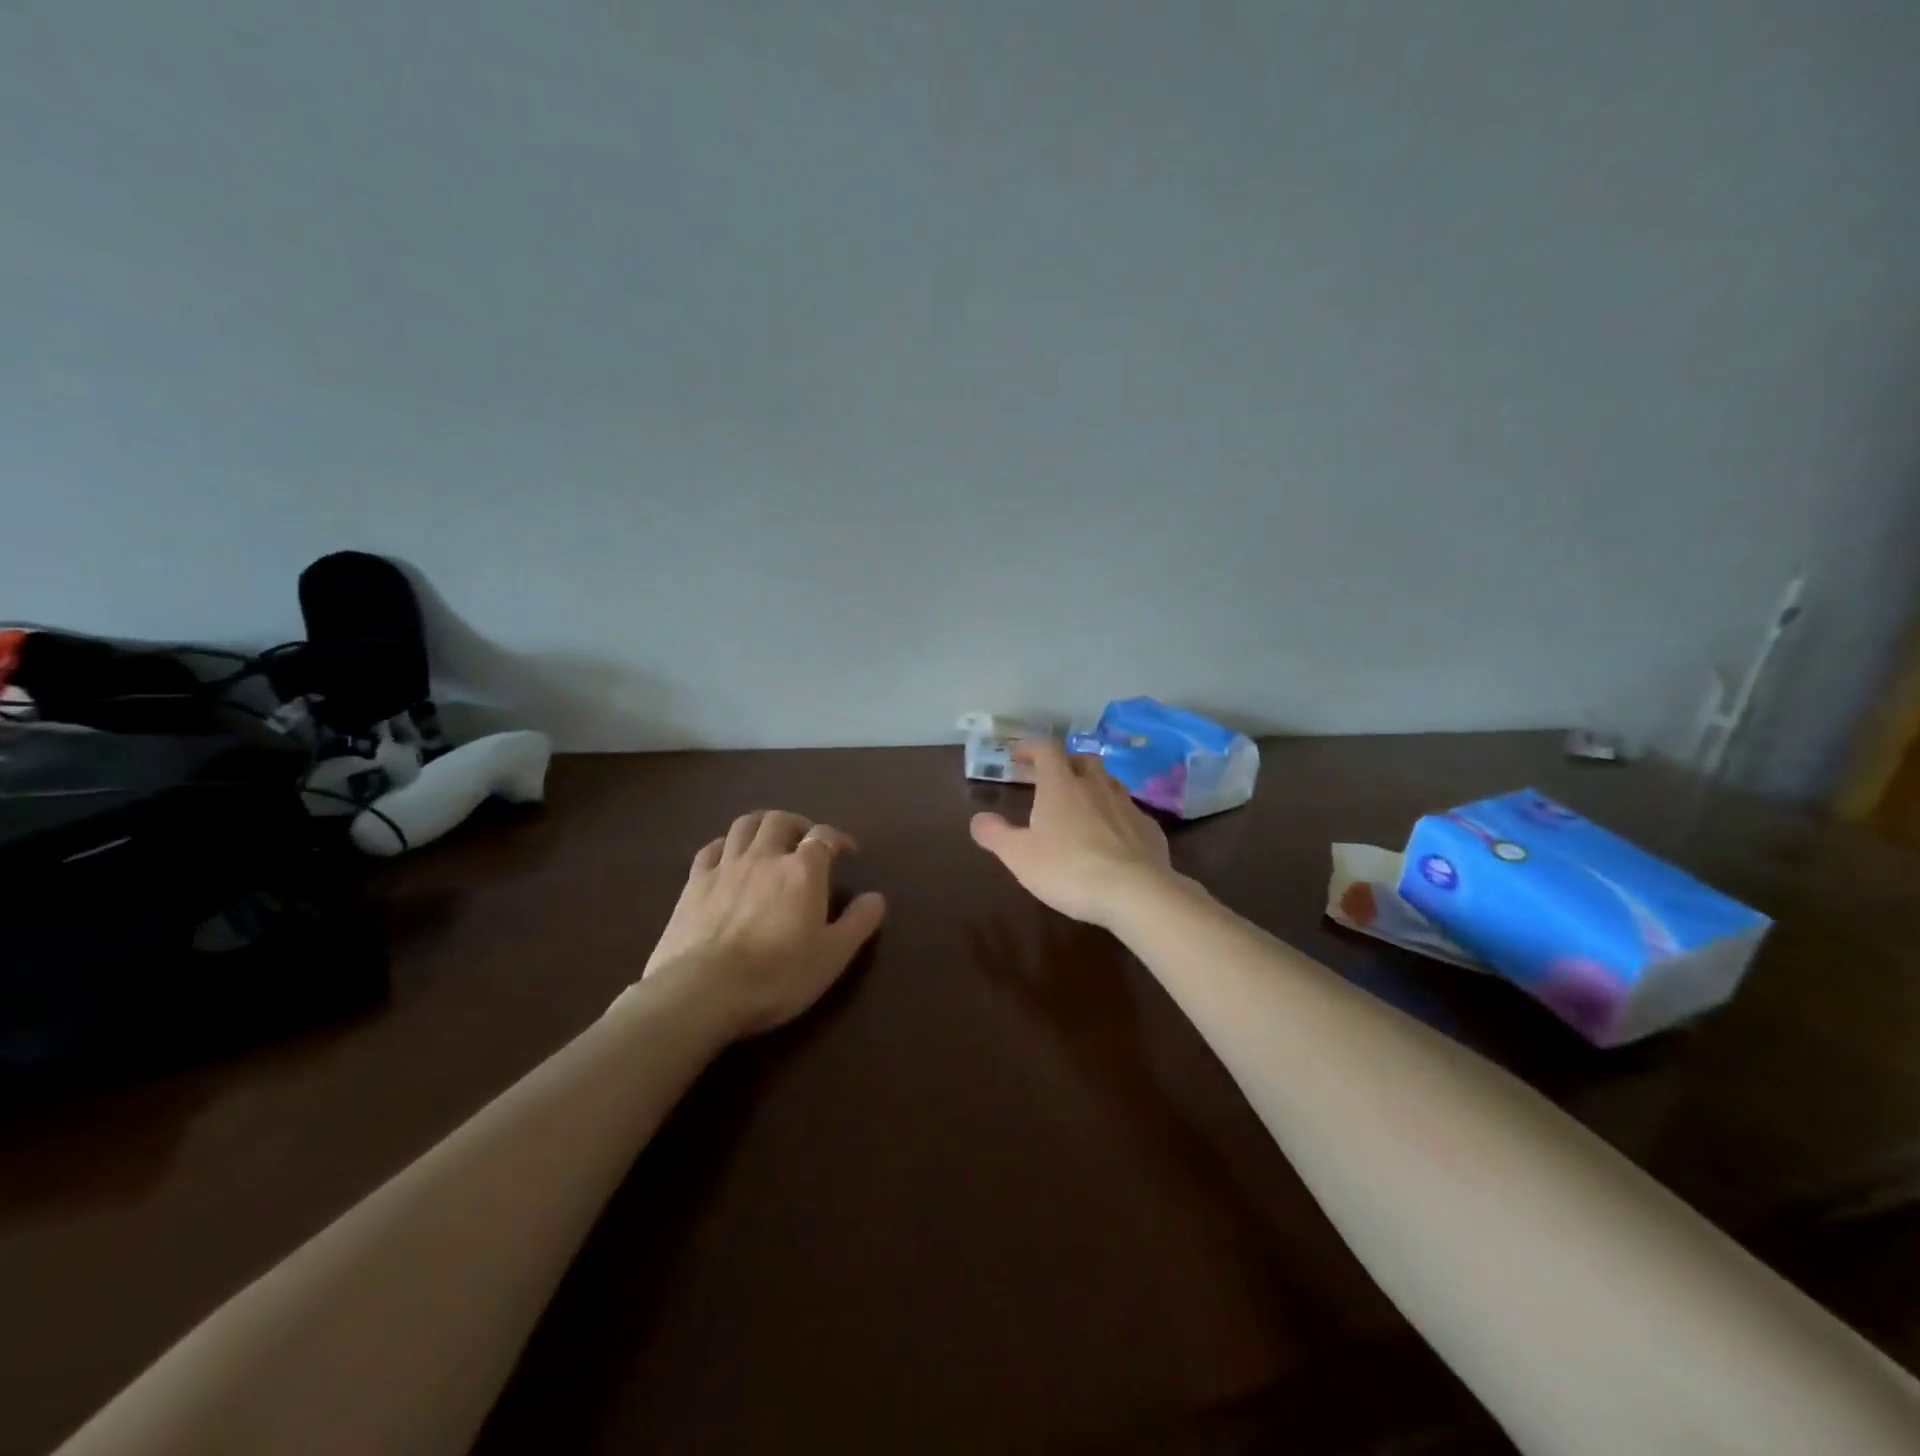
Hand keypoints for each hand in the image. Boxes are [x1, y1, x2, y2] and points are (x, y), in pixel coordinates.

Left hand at [640, 810, 886, 1037]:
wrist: (702, 992)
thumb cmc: (777, 976)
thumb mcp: (832, 956)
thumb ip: (858, 922)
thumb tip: (876, 897)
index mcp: (802, 870)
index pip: (824, 836)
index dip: (838, 838)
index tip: (847, 852)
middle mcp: (764, 856)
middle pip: (781, 820)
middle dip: (798, 824)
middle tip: (806, 843)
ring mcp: (725, 867)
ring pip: (744, 825)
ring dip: (762, 825)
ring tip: (770, 840)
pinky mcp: (693, 884)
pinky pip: (710, 849)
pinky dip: (725, 845)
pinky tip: (728, 857)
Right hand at [969, 738, 1176, 926]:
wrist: (1136, 893)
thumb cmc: (1069, 870)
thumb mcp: (1019, 856)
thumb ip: (995, 834)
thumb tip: (978, 819)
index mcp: (1061, 786)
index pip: (1047, 749)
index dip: (1031, 748)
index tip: (1018, 757)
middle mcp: (1096, 786)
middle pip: (1082, 759)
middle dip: (1064, 764)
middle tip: (1050, 779)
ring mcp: (1127, 805)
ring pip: (1108, 782)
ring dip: (1092, 786)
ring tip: (1081, 805)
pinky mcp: (1149, 828)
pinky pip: (1128, 811)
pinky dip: (1115, 815)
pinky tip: (1111, 836)